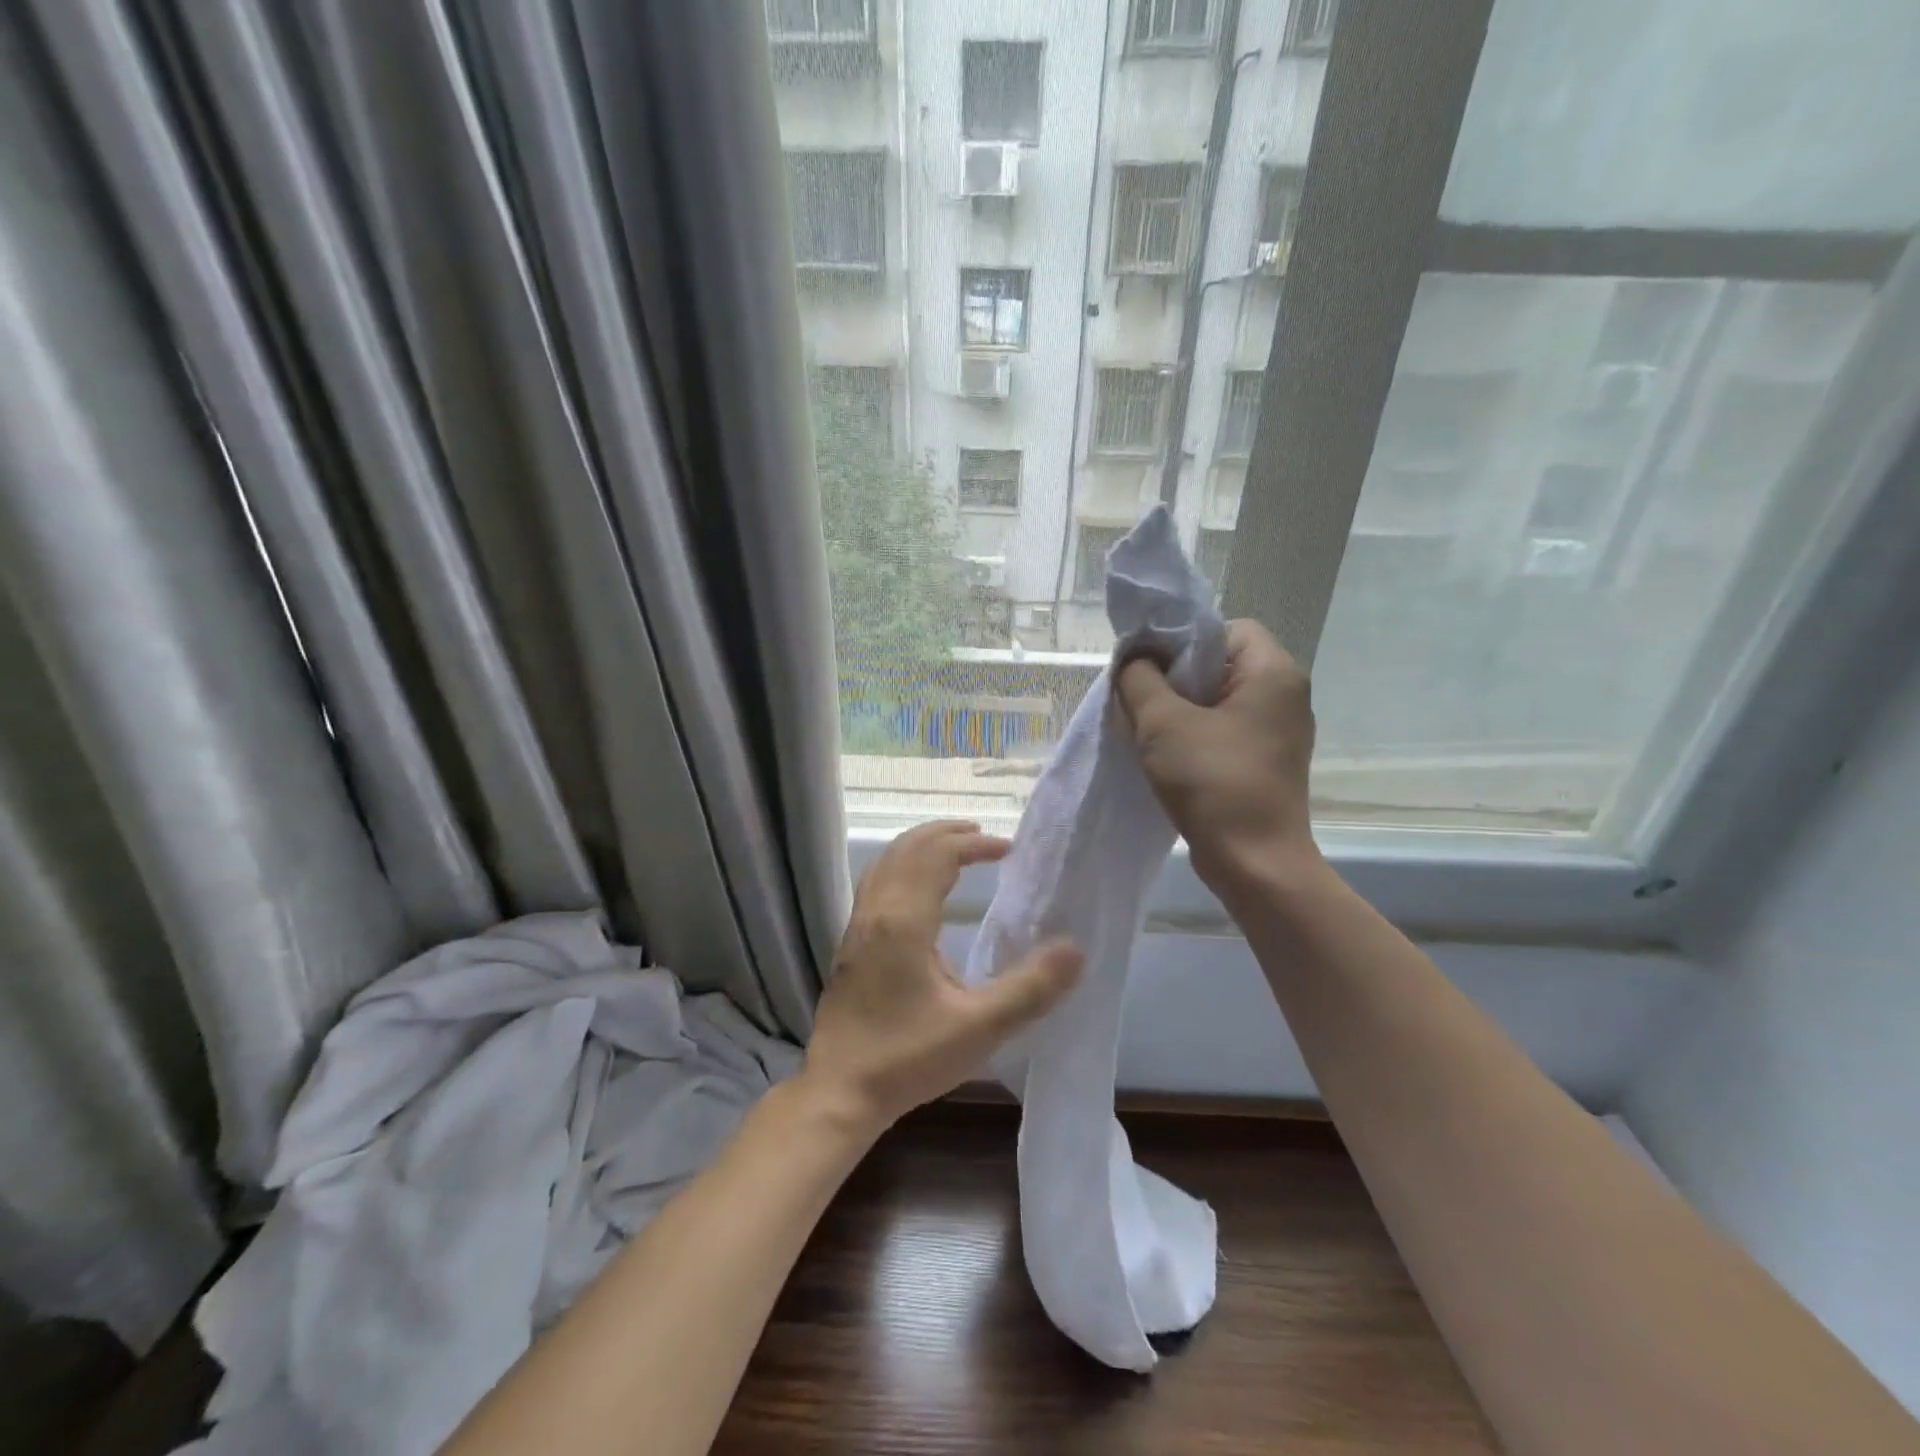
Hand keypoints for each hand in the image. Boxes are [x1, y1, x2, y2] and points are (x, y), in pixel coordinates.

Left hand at [801, 821, 1084, 1134]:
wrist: (839, 1091)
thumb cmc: (908, 1058)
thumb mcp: (979, 1028)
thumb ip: (1030, 988)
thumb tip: (1076, 950)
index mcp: (904, 920)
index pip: (937, 855)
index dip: (973, 845)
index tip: (1007, 850)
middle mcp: (876, 912)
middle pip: (907, 848)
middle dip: (945, 834)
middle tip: (983, 837)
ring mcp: (857, 926)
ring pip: (887, 863)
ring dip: (921, 847)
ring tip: (955, 850)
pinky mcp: (850, 944)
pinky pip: (877, 882)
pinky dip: (903, 866)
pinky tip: (920, 891)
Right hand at [1116, 619, 1318, 895]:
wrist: (1254, 864)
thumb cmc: (1213, 783)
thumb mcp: (1162, 723)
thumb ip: (1139, 678)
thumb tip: (1135, 659)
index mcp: (1273, 673)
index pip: (1226, 628)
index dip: (1184, 640)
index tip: (1150, 668)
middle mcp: (1285, 695)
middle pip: (1222, 662)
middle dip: (1176, 676)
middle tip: (1141, 698)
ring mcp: (1279, 732)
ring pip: (1220, 699)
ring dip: (1182, 708)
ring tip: (1150, 729)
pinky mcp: (1267, 761)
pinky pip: (1226, 729)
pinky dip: (1196, 734)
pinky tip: (1169, 755)